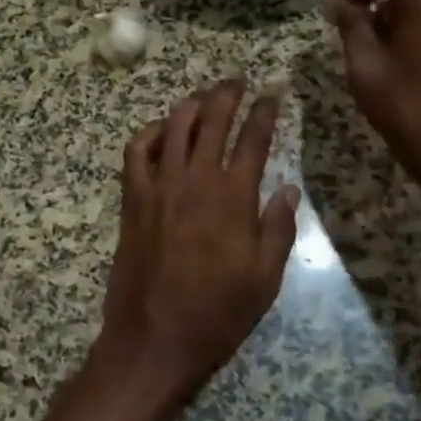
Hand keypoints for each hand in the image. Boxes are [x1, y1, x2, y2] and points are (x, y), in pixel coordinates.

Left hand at [98, 79, 299, 402]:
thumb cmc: (216, 314)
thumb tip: (289, 189)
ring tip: (204, 97)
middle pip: (211, 120)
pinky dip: (149, 132)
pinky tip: (162, 130)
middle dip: (227, 94)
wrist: (154, 338)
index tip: (272, 94)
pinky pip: (136, 151)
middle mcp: (194, 181)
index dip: (264, 112)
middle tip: (238, 81)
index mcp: (232, 198)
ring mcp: (158, 186)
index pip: (252, 139)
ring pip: (173, 126)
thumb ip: (278, 229)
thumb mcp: (264, 279)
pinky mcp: (132, 198)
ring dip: (191, 104)